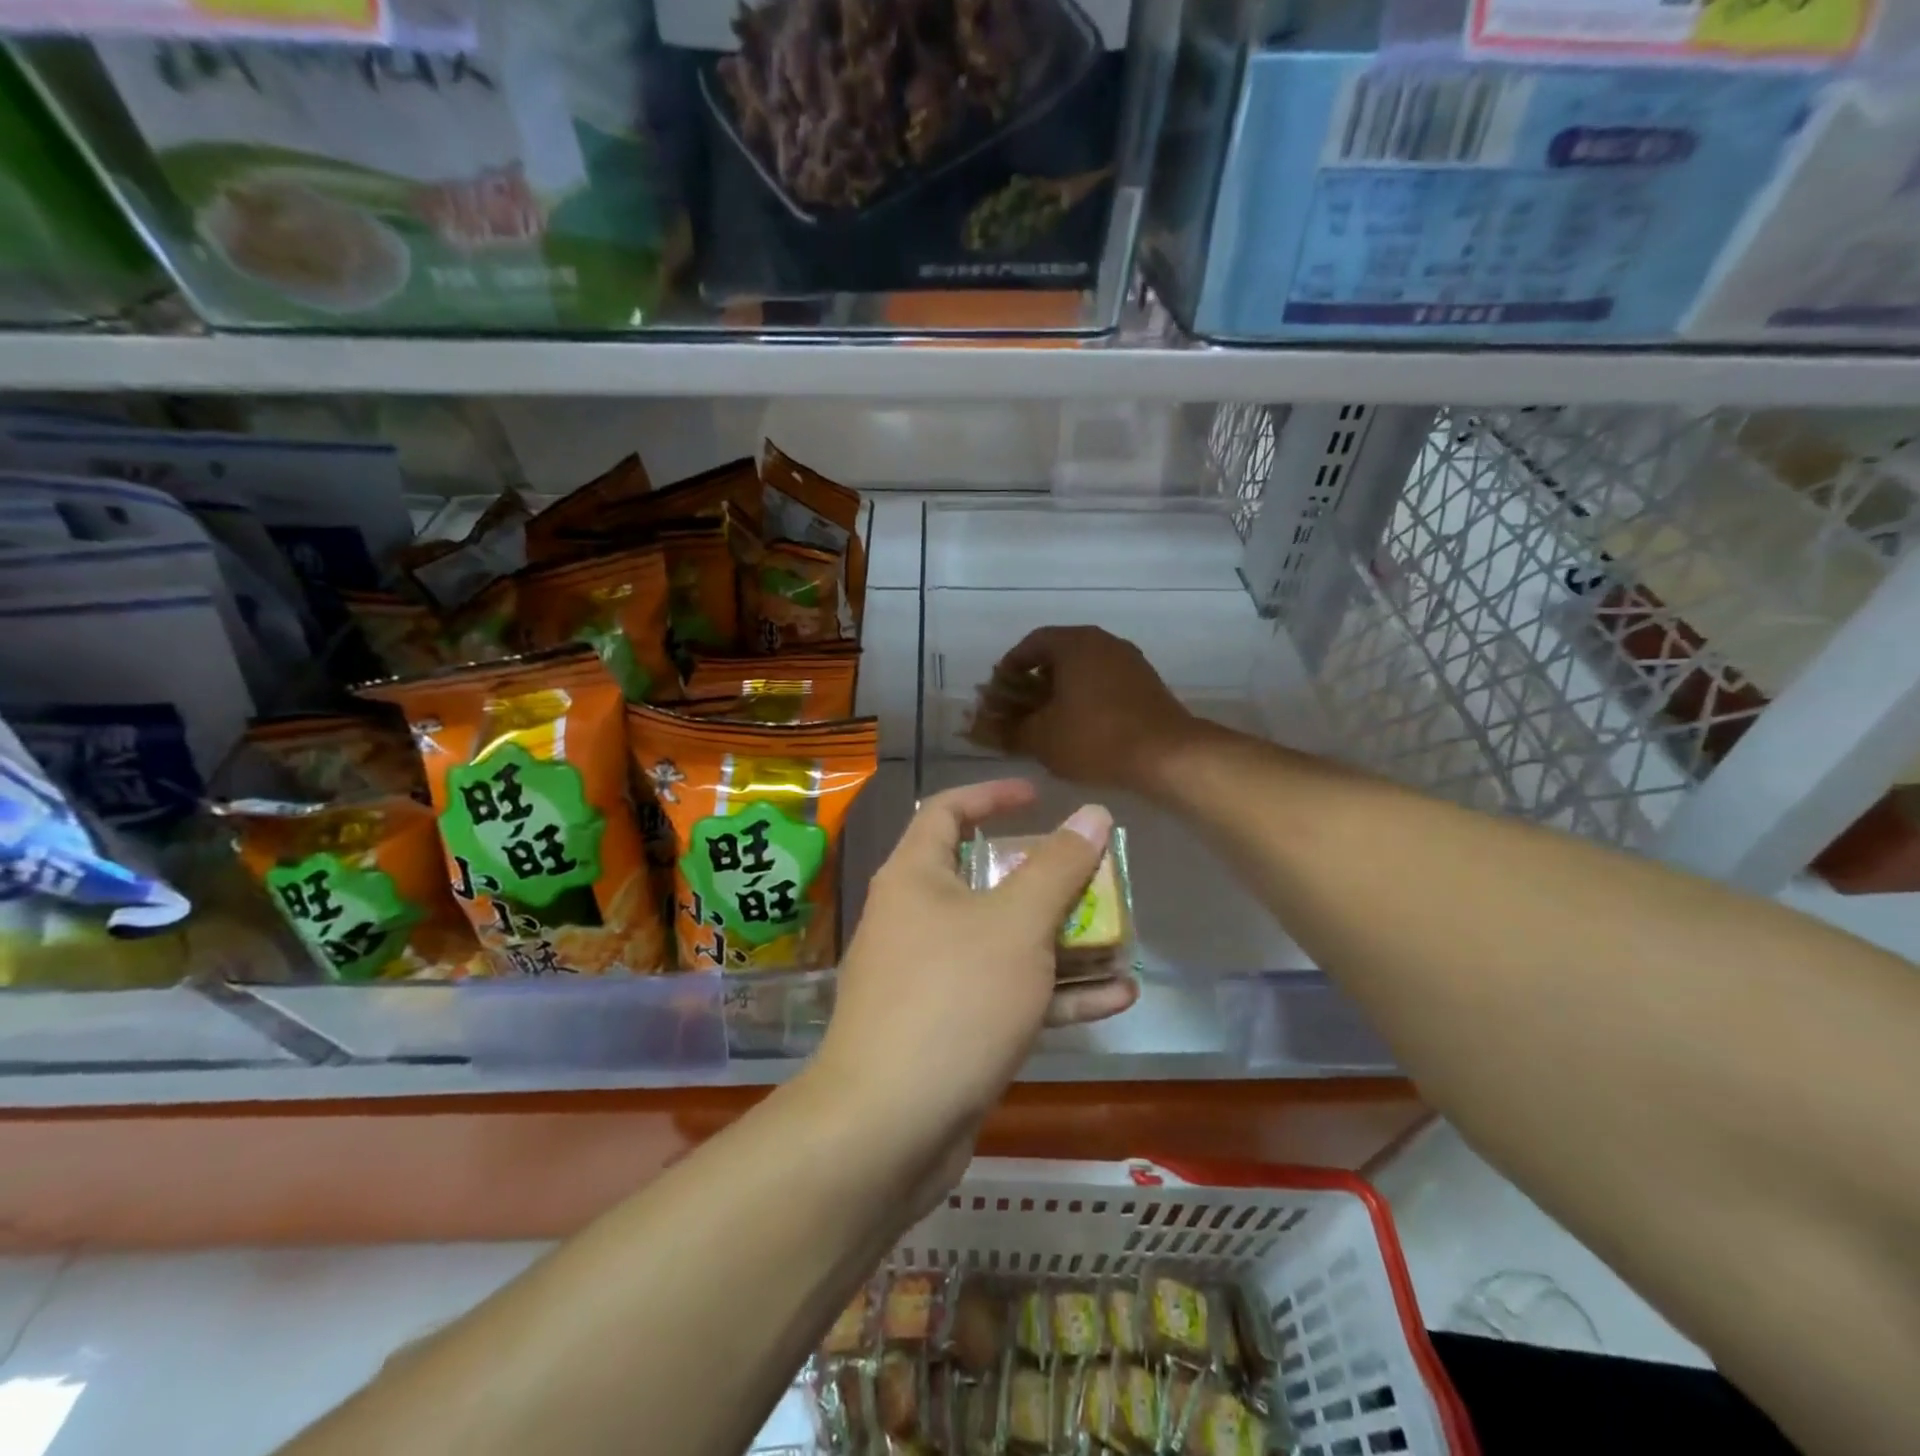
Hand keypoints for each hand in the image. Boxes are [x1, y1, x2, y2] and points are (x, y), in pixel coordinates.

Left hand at [813, 779, 1138, 1155]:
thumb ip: (1058, 867)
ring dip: (1061, 941)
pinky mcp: (948, 1029)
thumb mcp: (1017, 925)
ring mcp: (930, 978)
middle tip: (1093, 879)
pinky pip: (1005, 995)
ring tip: (1120, 940)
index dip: (993, 796)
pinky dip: (1053, 993)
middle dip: (1045, 880)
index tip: (1041, 798)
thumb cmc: (953, 999)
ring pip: (1003, 943)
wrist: (888, 1126)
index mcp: (915, 877)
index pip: (948, 811)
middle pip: (984, 880)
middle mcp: (916, 919)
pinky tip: (1116, 998)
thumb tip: (1091, 813)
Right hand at [989, 626, 1199, 792]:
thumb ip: (1007, 730)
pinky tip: (1078, 727)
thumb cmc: (1095, 738)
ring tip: (1046, 721)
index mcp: (1074, 643)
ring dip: (1060, 691)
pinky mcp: (1146, 683)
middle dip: (1033, 681)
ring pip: (1083, 670)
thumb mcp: (1041, 738)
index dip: (1009, 666)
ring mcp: (1129, 661)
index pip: (1031, 643)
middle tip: (1019, 708)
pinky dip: (1085, 698)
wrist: (1167, 756)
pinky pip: (1104, 683)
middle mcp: (1103, 642)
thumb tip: (980, 728)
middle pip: (1058, 655)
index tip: (997, 690)